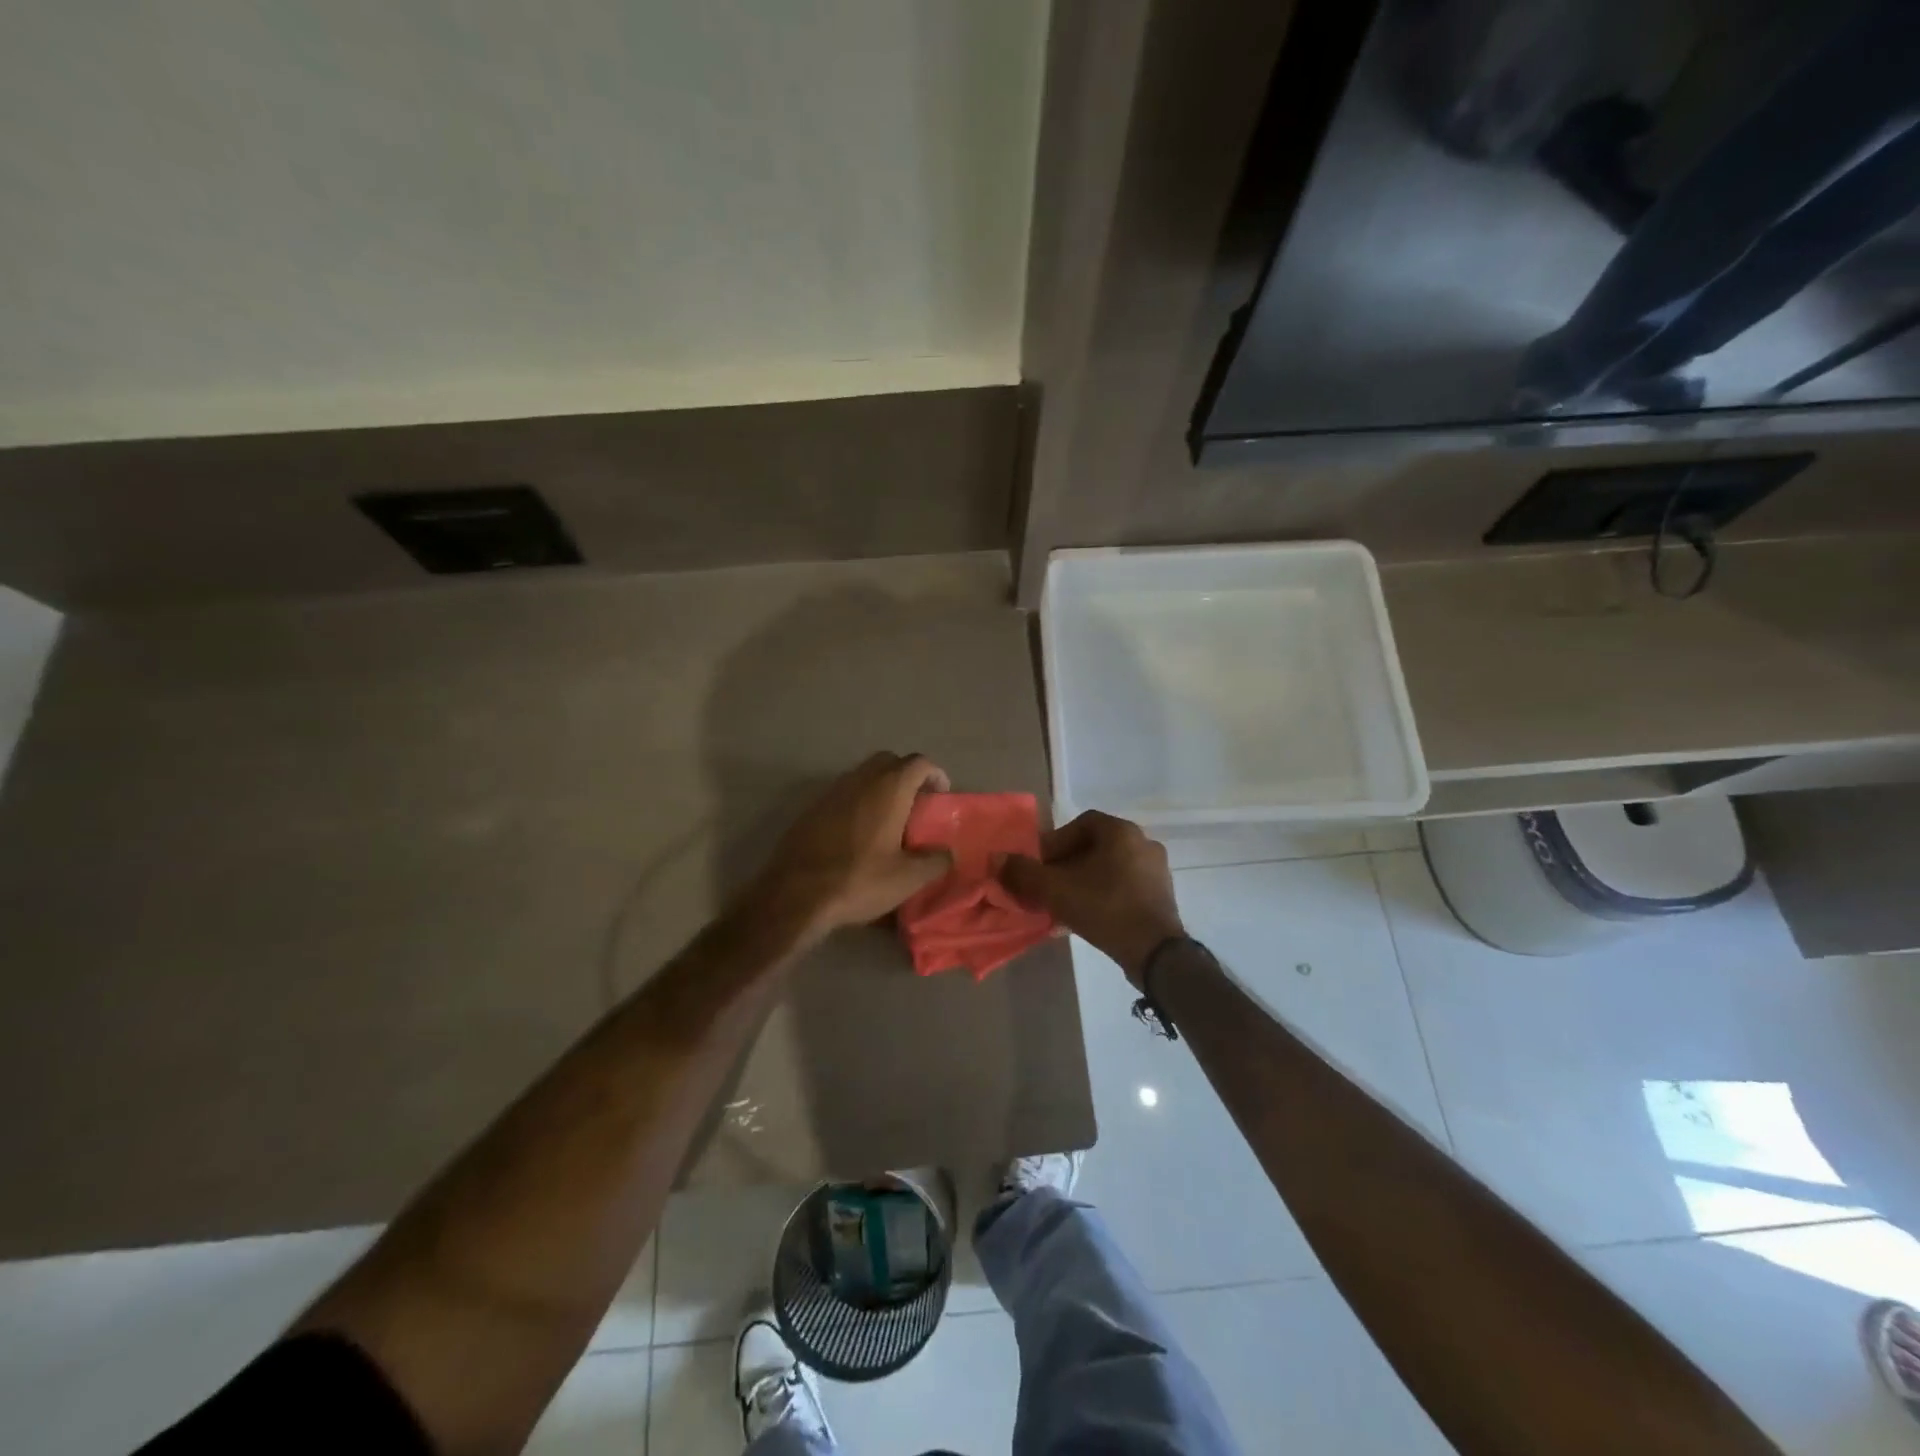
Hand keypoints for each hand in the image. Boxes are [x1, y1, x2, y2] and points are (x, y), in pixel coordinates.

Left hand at [745, 752, 952, 941]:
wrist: (795, 894)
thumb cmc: (859, 880)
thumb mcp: (907, 879)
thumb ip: (935, 861)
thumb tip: (947, 853)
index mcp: (889, 789)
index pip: (919, 763)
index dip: (935, 774)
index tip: (941, 795)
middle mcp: (860, 780)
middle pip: (889, 761)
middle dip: (907, 775)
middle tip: (916, 802)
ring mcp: (832, 791)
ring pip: (863, 775)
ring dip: (880, 787)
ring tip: (889, 818)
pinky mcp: (812, 808)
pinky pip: (843, 793)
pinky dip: (858, 801)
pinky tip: (859, 832)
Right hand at [999, 811, 1185, 986]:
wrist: (1155, 952)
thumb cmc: (1105, 908)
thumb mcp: (1056, 889)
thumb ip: (1024, 872)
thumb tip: (996, 859)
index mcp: (1121, 832)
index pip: (1081, 824)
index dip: (1055, 843)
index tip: (1040, 866)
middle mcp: (1143, 843)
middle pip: (1094, 847)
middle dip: (1066, 865)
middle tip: (1048, 886)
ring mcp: (1156, 871)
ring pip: (1108, 869)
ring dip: (1083, 882)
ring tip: (1063, 904)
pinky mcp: (1161, 896)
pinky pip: (1124, 887)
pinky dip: (1102, 895)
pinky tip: (1086, 917)